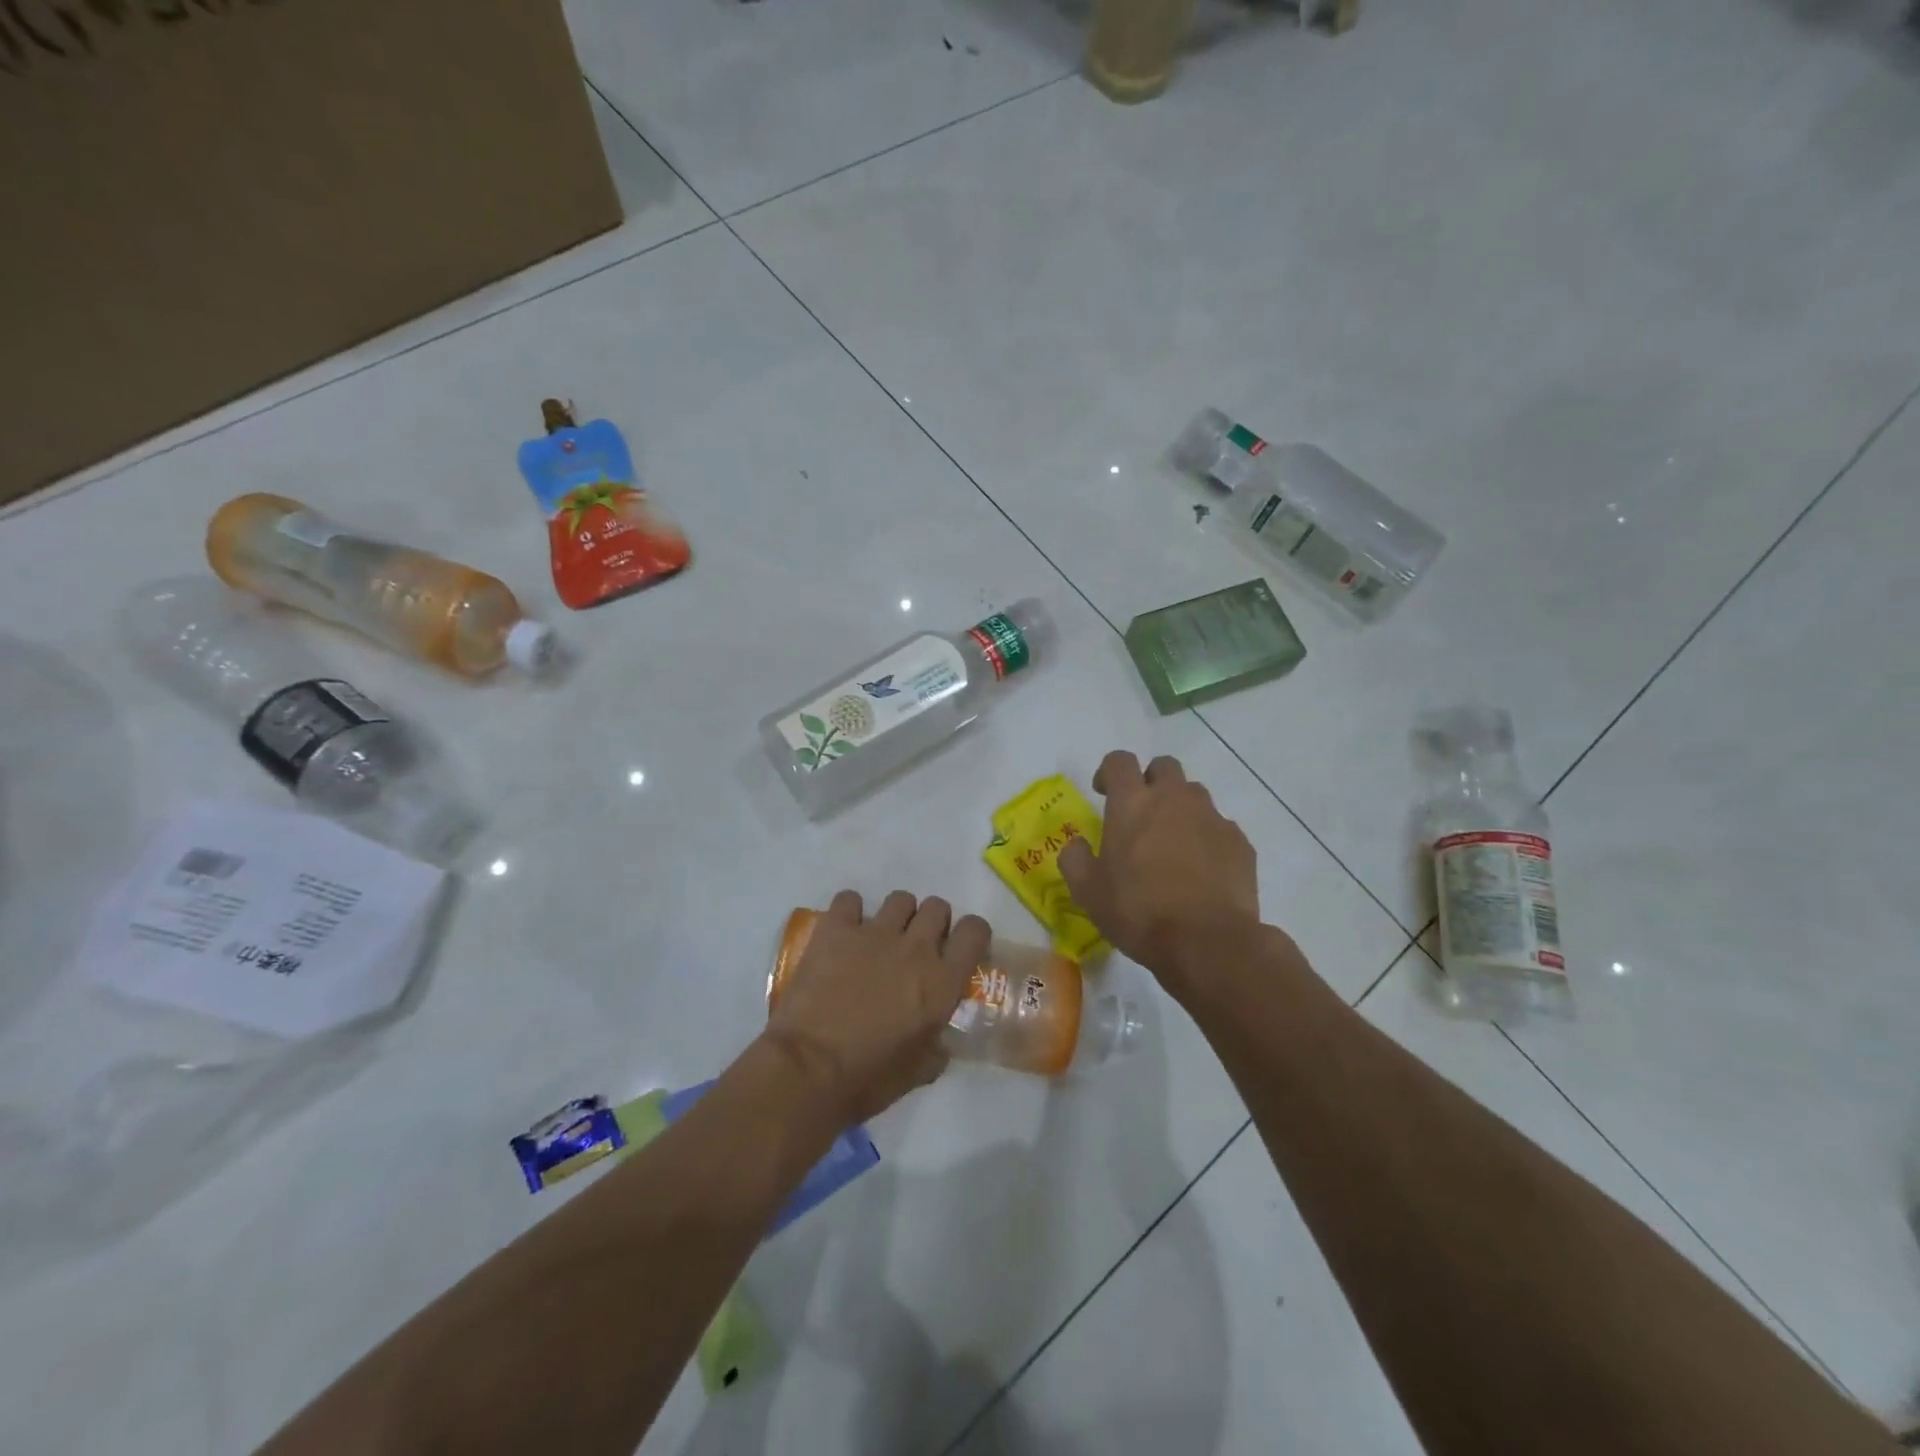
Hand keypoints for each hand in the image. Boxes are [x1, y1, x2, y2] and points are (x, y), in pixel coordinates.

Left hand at [762, 890, 990, 1126]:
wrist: (808, 1070)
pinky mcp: (837, 929)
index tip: (958, 949)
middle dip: (930, 923)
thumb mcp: (918, 1072)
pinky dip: (849, 911)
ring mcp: (875, 933)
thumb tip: (938, 1041)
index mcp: (942, 982)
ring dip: (895, 916)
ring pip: (900, 899)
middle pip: (937, 907)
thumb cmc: (867, 1078)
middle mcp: (915, 948)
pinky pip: (850, 899)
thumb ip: (936, 1048)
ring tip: (879, 939)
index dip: (970, 935)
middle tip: (915, 947)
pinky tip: (844, 932)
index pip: (975, 931)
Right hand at [1058, 751, 1260, 990]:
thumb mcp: (1088, 891)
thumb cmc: (1138, 911)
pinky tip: (1202, 871)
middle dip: (1151, 781)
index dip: (1109, 771)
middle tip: (1141, 815)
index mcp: (1132, 803)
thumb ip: (1075, 859)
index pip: (1119, 761)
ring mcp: (1212, 818)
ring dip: (1180, 809)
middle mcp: (1174, 799)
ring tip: (1173, 845)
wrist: (1207, 942)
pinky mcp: (1240, 842)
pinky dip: (1207, 839)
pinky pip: (1220, 828)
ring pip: (1195, 795)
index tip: (1103, 793)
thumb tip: (1077, 845)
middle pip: (1164, 767)